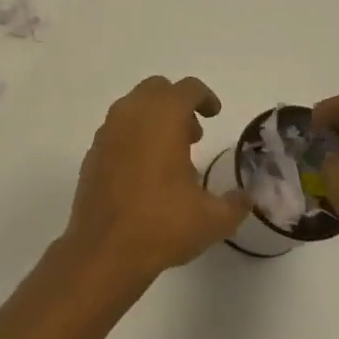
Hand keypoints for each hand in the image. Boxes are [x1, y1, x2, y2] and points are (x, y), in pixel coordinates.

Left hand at [65, 76, 249, 284]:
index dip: (205, 97)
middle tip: (193, 134)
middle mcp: (131, 115)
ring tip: (171, 156)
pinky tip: (144, 173)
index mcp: (163, 117)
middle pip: (156, 89)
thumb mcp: (213, 219)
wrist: (104, 249)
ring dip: (154, 119)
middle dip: (177, 104)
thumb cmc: (162, 224)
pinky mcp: (92, 153)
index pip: (187, 88)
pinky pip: (116, 131)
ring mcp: (106, 132)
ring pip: (132, 107)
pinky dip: (133, 138)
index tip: (214, 115)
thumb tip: (245, 197)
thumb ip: (235, 203)